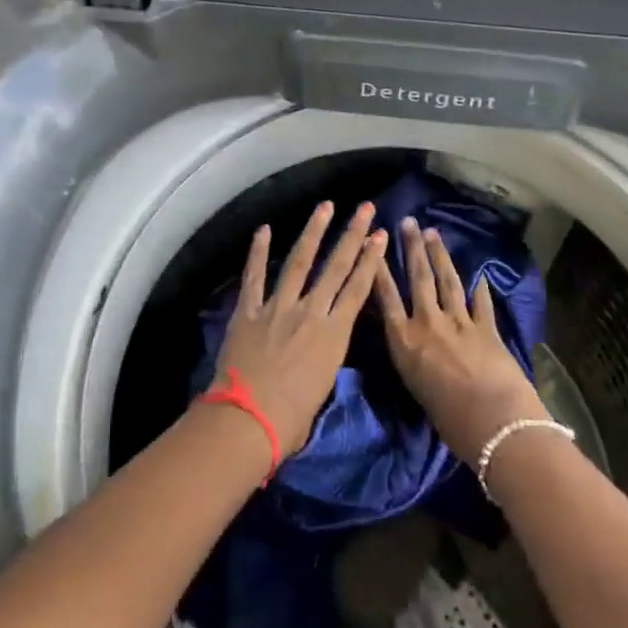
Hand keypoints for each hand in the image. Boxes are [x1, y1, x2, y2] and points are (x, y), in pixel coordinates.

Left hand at [214, 201, 387, 455]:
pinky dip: (258, 252)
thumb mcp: (323, 387)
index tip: (380, 235)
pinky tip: (264, 229)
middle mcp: (310, 312)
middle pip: (336, 266)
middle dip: (352, 234)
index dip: (371, 259)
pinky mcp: (248, 310)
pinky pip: (254, 276)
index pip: (358, 289)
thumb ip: (326, 357)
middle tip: (364, 208)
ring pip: (300, 261)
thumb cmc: (291, 419)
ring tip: (325, 206)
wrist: (248, 420)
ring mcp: (278, 307)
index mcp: (333, 335)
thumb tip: (321, 347)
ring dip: (313, 231)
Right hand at [375, 217, 548, 460]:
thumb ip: (412, 359)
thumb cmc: (449, 421)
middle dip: (412, 247)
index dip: (378, 268)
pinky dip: (480, 288)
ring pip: (447, 281)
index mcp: (405, 342)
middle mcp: (428, 323)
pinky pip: (480, 302)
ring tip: (434, 233)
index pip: (386, 297)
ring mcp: (459, 322)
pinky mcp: (486, 327)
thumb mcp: (415, 388)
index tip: (373, 244)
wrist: (494, 425)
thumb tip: (414, 347)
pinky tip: (480, 275)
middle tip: (409, 222)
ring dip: (440, 255)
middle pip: (418, 278)